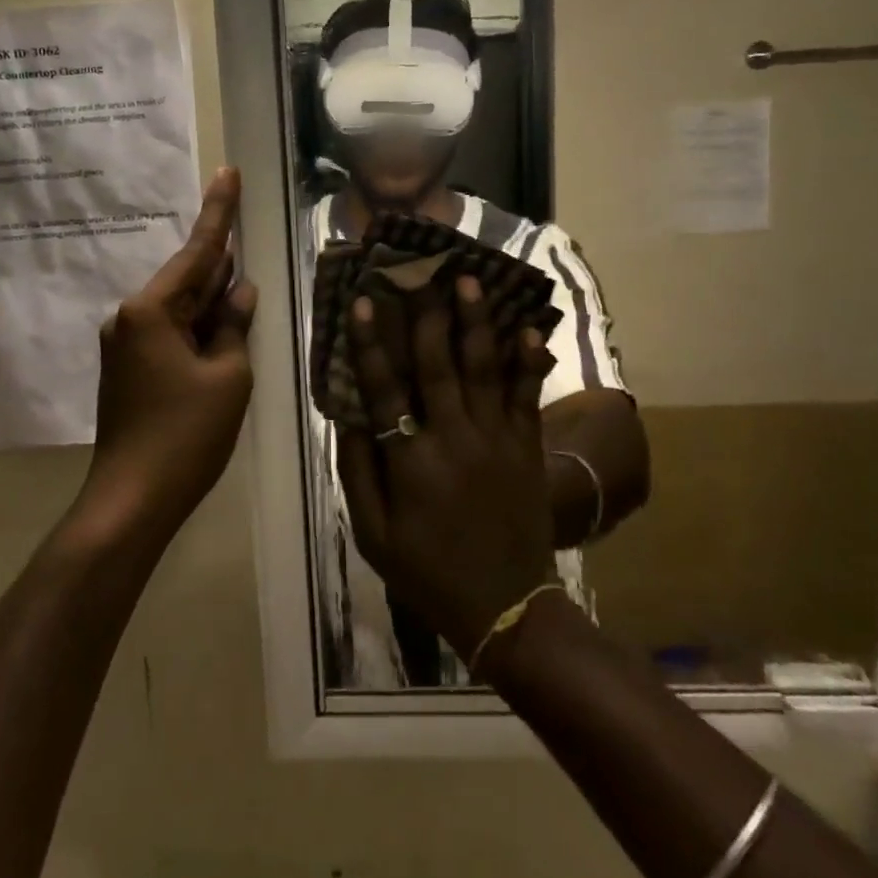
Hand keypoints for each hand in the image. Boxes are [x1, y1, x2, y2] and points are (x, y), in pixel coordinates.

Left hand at [84, 168, 257, 539]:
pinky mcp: (130, 370)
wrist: (133, 498)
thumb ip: (233, 326)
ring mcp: (126, 345)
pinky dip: (198, 327)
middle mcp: (130, 318)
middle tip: (245, 226)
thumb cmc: (186, 434)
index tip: (226, 172)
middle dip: (219, 262)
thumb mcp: (228, 376)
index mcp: (151, 311)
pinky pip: (171, 334)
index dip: (219, 213)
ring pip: (180, 310)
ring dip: (211, 300)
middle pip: (186, 279)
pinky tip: (222, 327)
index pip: (197, 252)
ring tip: (243, 281)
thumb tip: (241, 292)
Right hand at [335, 277, 557, 665]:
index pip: (384, 388)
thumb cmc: (428, 571)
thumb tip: (349, 416)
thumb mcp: (373, 535)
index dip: (372, 343)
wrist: (504, 606)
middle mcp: (453, 438)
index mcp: (411, 460)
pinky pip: (527, 395)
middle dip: (430, 315)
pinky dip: (527, 360)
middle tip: (425, 272)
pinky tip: (527, 328)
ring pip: (484, 368)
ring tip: (472, 282)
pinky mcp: (526, 447)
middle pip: (438, 364)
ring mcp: (496, 439)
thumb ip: (358, 472)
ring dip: (476, 322)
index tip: (363, 303)